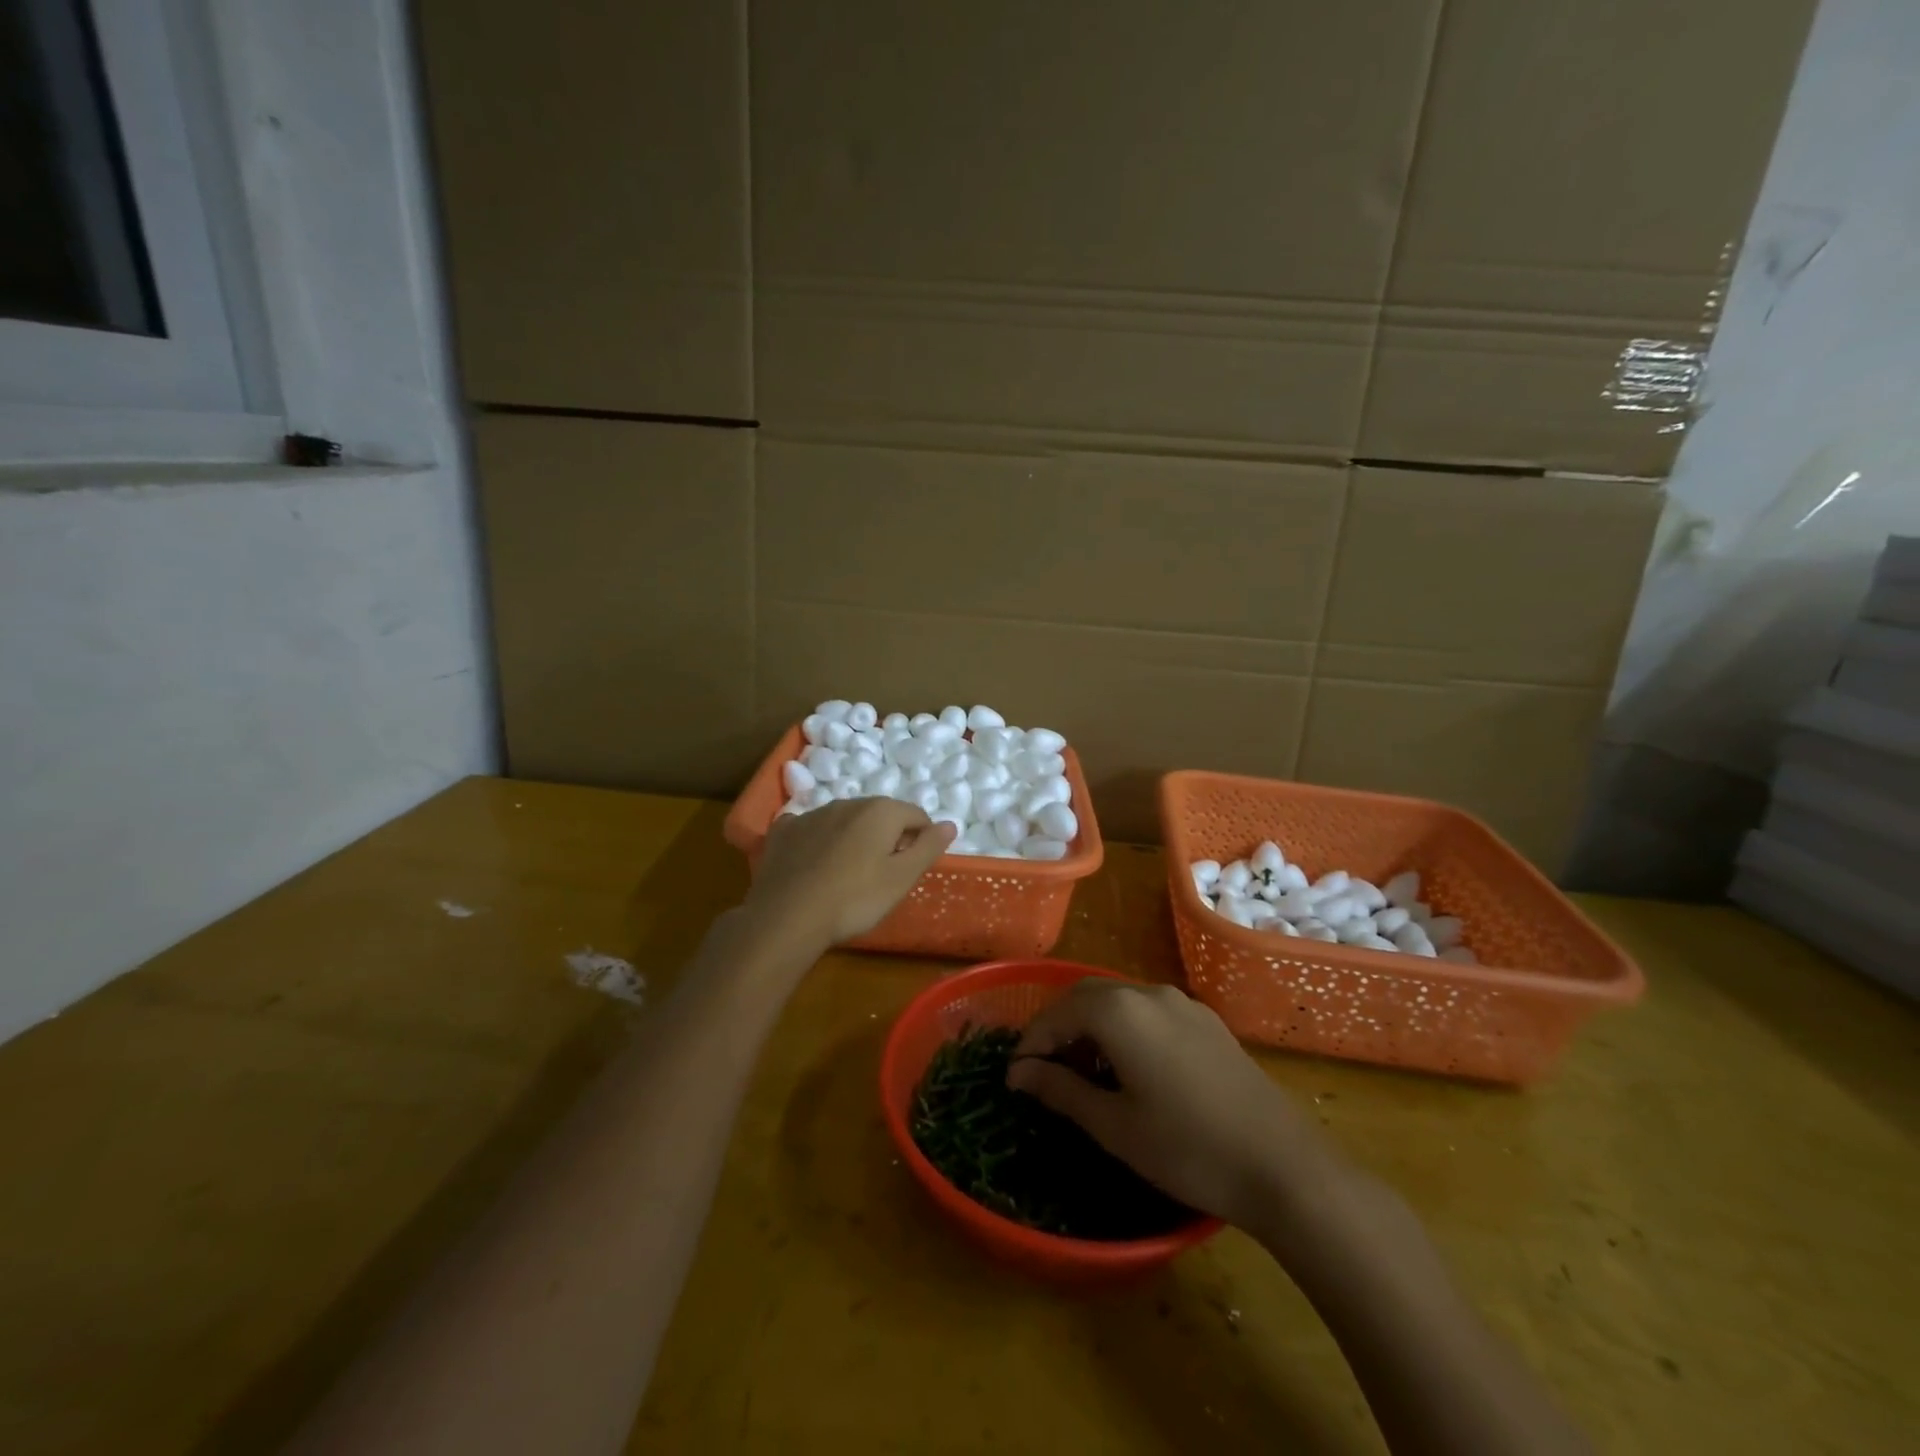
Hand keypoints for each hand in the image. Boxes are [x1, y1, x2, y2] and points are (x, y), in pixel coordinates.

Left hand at [744, 799, 955, 951]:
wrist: (786, 917)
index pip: (916, 815)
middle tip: (883, 875)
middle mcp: (847, 803)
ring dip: (853, 839)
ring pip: (845, 821)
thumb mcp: (901, 879)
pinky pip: (811, 830)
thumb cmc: (854, 899)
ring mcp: (811, 814)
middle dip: (887, 837)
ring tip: (849, 875)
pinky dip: (819, 842)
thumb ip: (928, 848)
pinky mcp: (783, 831)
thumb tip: (950, 824)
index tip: (913, 867)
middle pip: (880, 815)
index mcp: (880, 811)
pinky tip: (815, 866)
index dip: (922, 840)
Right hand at [1007, 979, 1334, 1231]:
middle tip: (1043, 1071)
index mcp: (1120, 1011)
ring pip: (1119, 1001)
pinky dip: (1123, 1029)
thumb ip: (1061, 1090)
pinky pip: (1149, 1012)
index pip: (1057, 1013)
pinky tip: (1128, 1069)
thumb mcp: (1115, 1125)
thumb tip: (1019, 1073)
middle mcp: (1149, 993)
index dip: (1031, 1042)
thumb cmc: (1187, 1148)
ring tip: (1082, 1073)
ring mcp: (1183, 1004)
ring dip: (1091, 1027)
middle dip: (1058, 1027)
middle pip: (1087, 996)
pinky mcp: (1207, 1022)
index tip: (1014, 1076)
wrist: (1284, 1167)